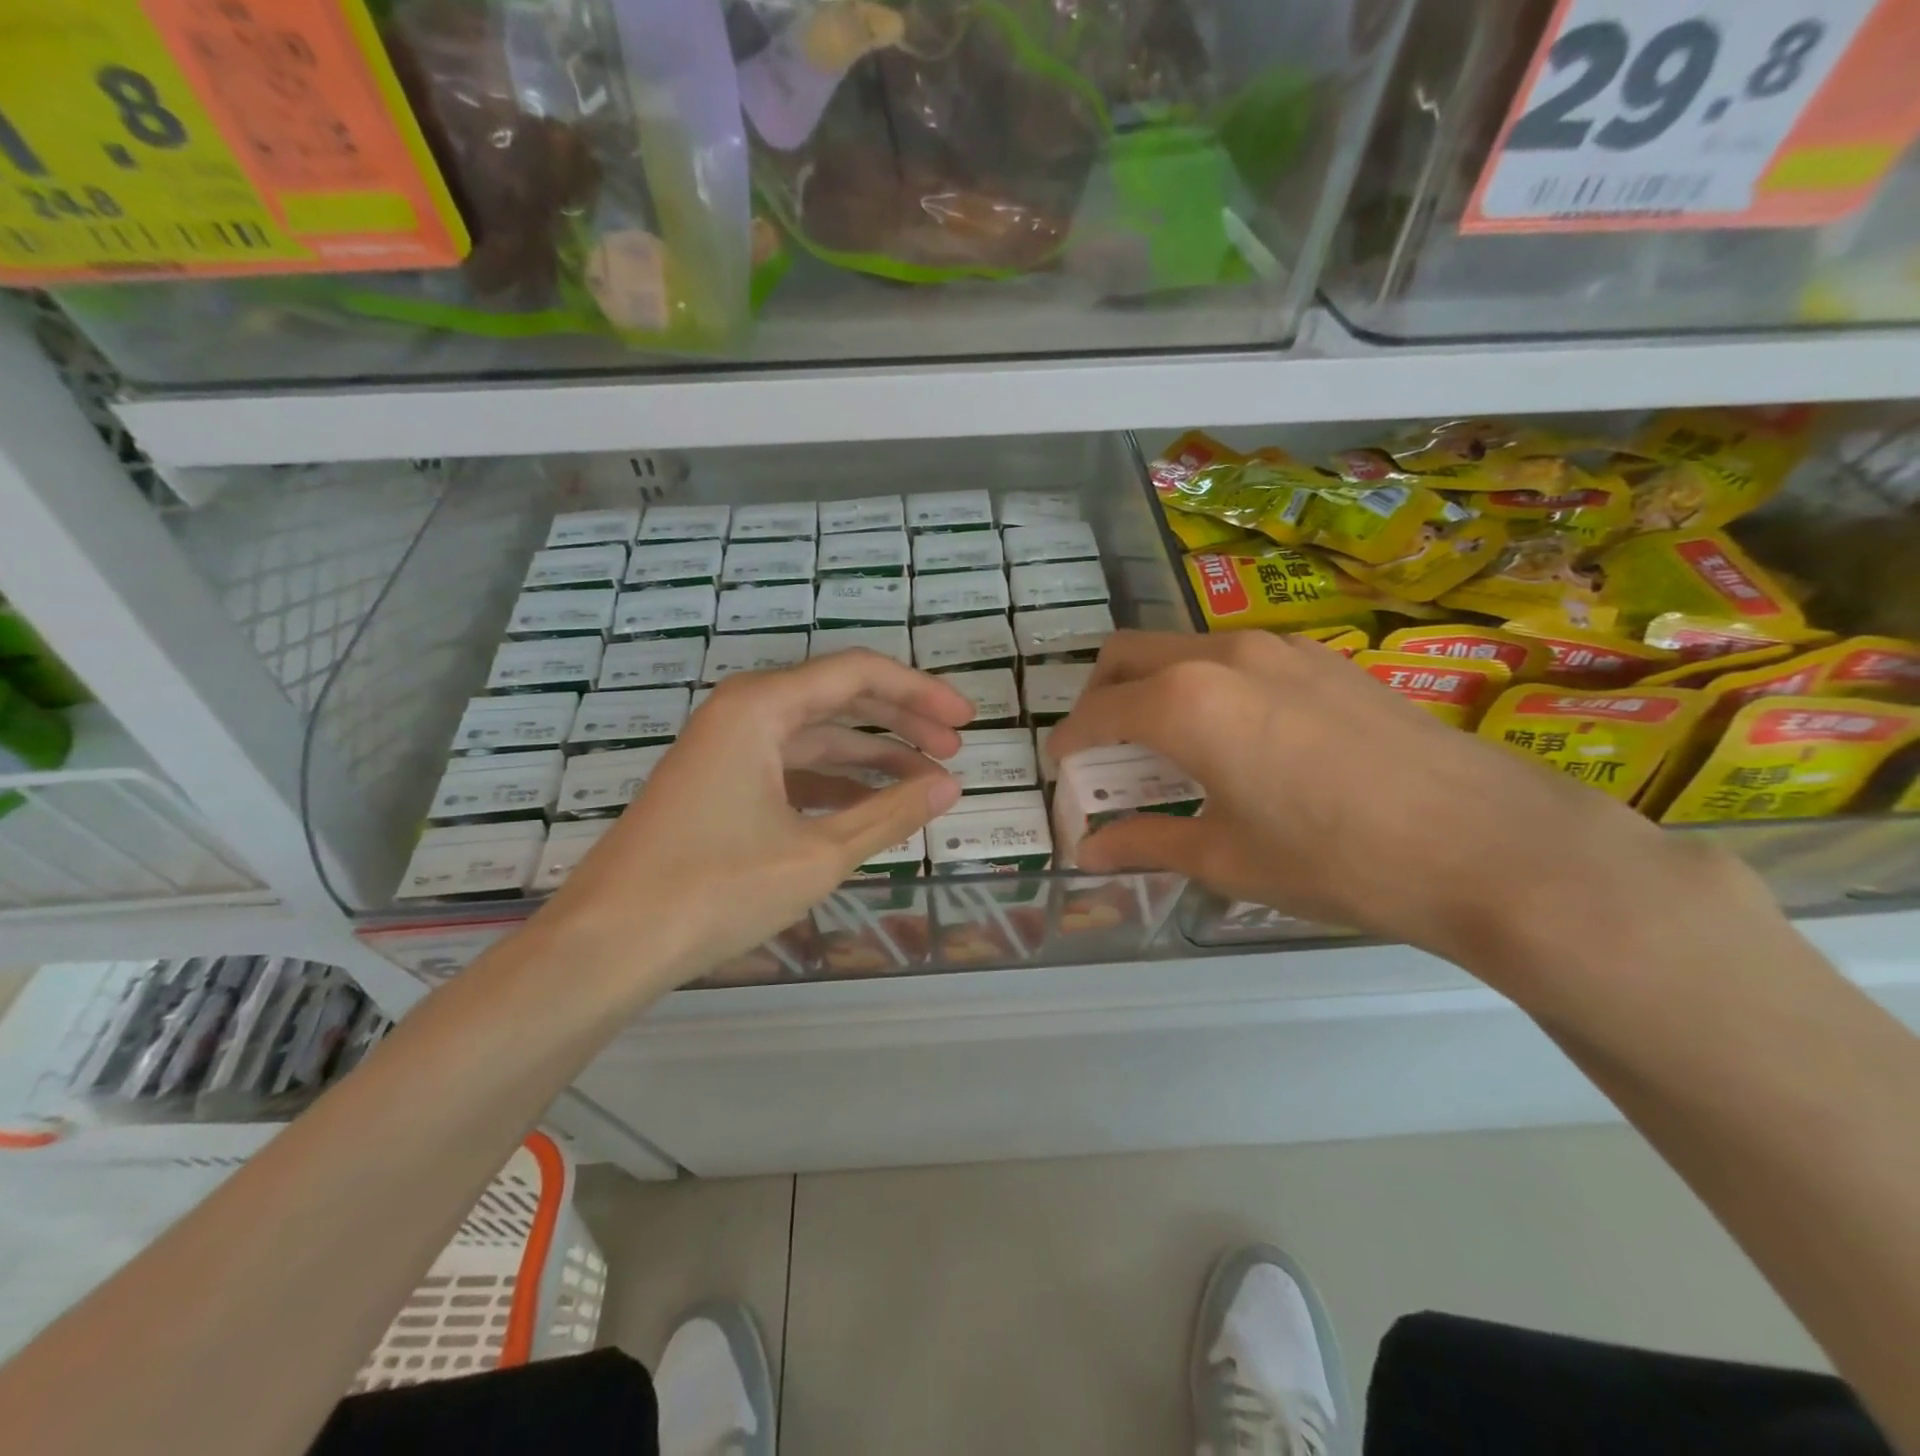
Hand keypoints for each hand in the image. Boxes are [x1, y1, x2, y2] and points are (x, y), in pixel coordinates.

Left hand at [534, 650, 970, 997]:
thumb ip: (890, 815)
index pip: (859, 674)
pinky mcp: (719, 783)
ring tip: (926, 781)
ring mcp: (727, 748)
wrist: (608, 944)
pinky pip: (792, 767)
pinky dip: (836, 782)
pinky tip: (871, 806)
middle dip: (903, 721)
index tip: (966, 721)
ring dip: (873, 755)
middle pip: (840, 699)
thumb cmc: (714, 889)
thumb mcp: (818, 854)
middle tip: (955, 748)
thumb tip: (949, 787)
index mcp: (761, 706)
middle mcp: (743, 712)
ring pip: (817, 736)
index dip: (921, 692)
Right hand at [1049, 631, 1739, 976]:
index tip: (1062, 765)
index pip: (1098, 712)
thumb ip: (1145, 843)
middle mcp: (1221, 656)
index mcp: (1184, 702)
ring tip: (1168, 745)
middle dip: (1100, 695)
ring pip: (1182, 647)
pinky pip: (1235, 656)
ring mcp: (1278, 648)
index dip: (1070, 741)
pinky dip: (1205, 683)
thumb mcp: (1226, 859)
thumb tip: (1088, 852)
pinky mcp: (1322, 658)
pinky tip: (1235, 735)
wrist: (1486, 843)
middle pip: (1128, 654)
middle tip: (1103, 747)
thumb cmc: (1334, 860)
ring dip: (1154, 685)